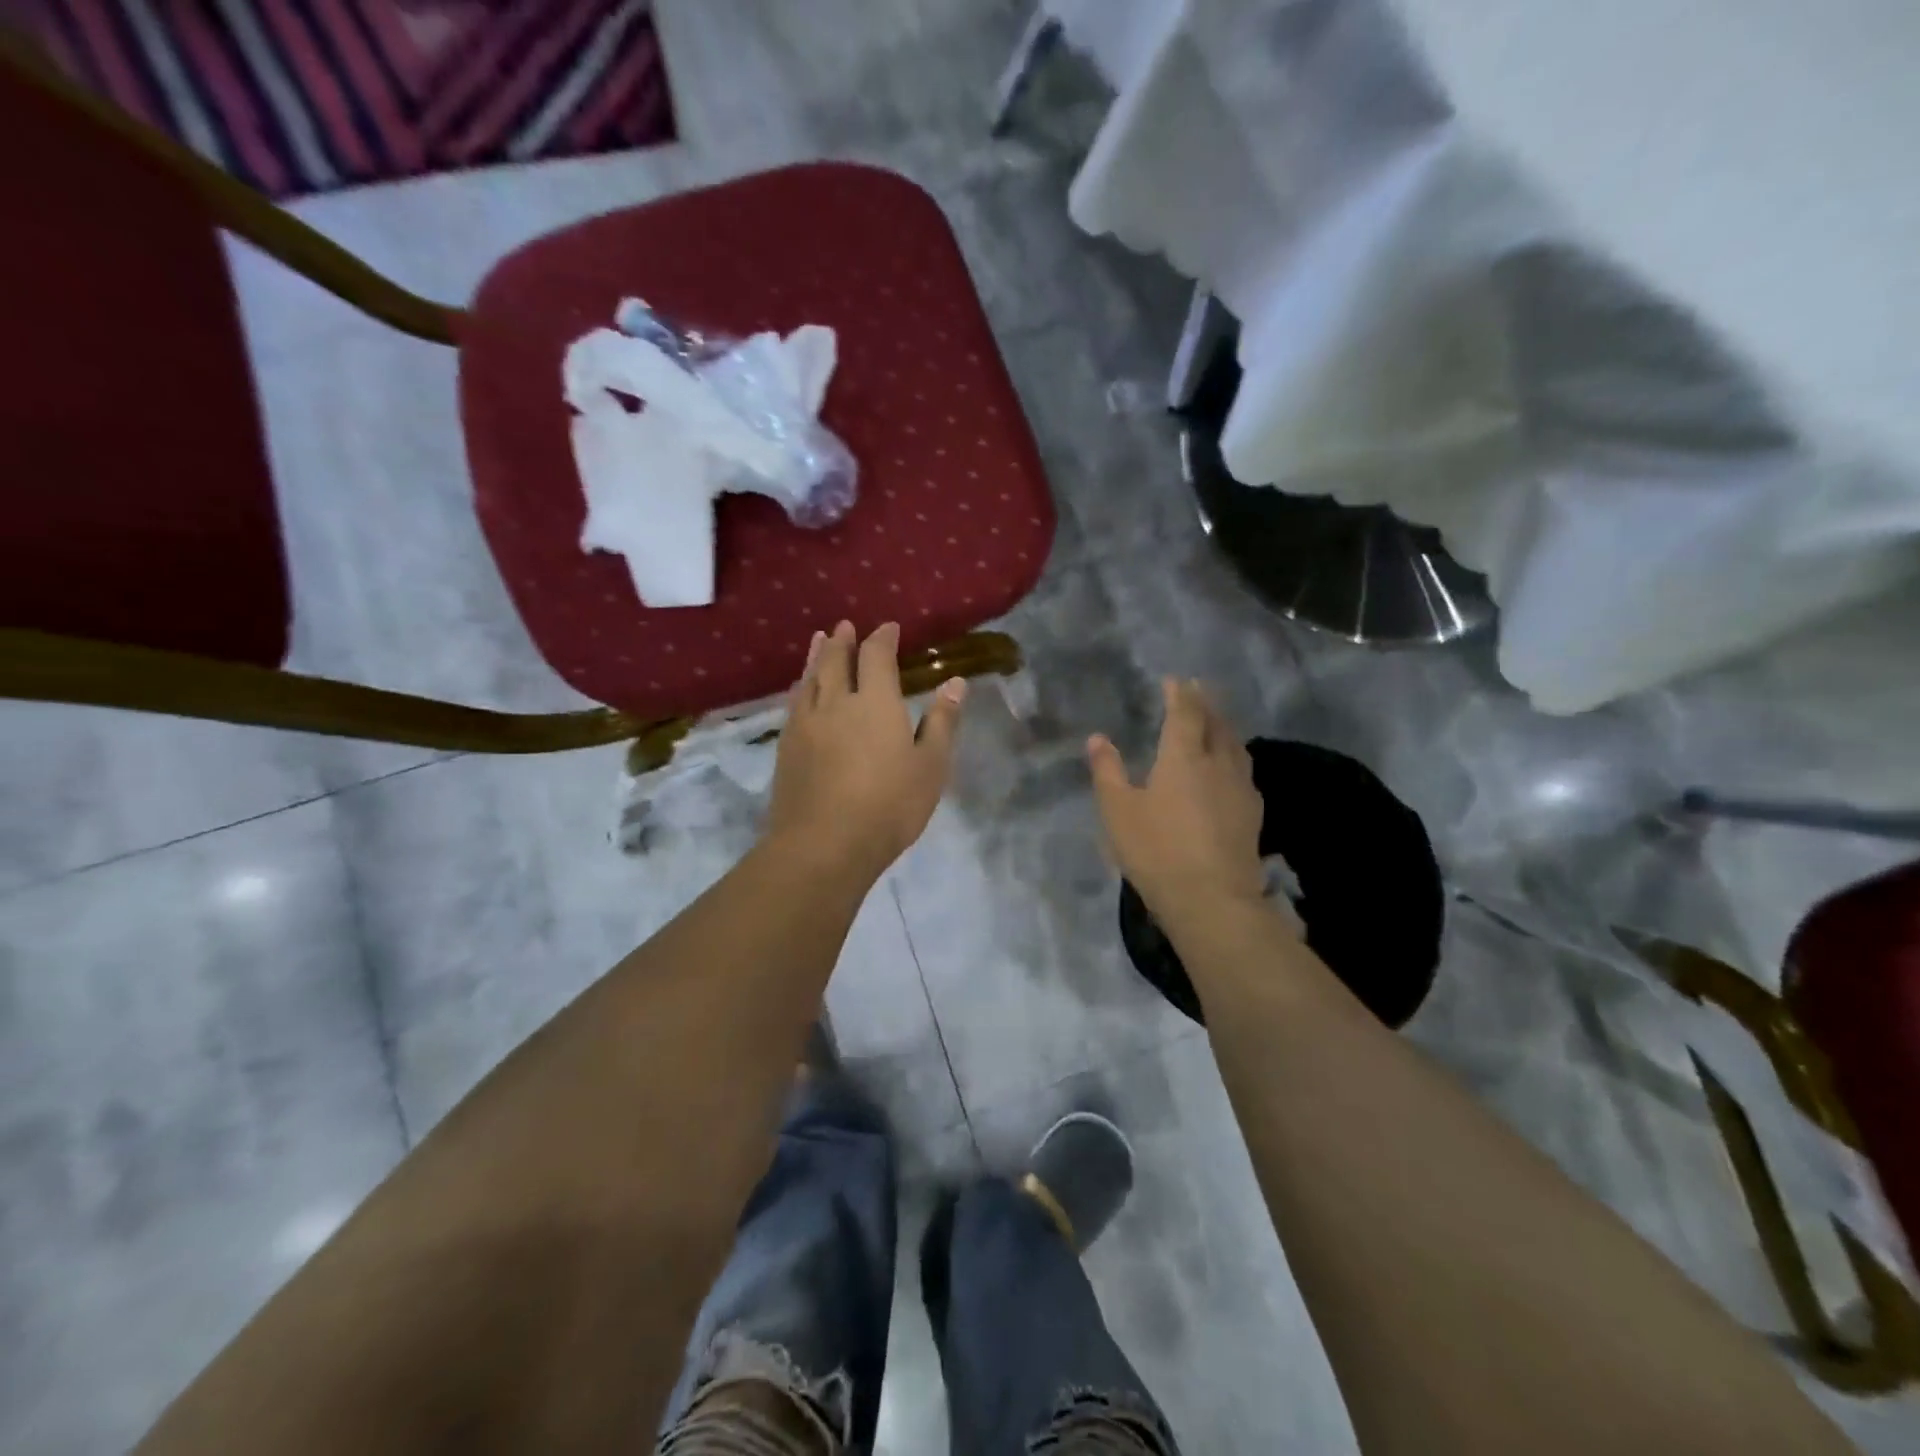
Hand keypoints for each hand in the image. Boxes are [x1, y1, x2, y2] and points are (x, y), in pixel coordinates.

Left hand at [764, 621, 965, 882]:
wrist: (824, 844)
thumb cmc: (889, 805)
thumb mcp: (931, 766)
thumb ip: (942, 722)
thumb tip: (955, 683)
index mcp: (876, 702)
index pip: (877, 656)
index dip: (883, 638)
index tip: (888, 628)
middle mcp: (836, 702)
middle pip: (836, 660)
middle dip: (843, 641)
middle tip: (845, 626)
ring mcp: (806, 723)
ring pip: (810, 678)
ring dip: (816, 655)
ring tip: (819, 640)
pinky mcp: (787, 746)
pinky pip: (794, 703)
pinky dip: (800, 686)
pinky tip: (800, 688)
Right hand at [1088, 678, 1269, 925]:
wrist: (1211, 899)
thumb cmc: (1157, 850)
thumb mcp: (1118, 810)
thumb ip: (1107, 771)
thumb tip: (1097, 738)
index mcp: (1183, 757)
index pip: (1185, 713)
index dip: (1180, 694)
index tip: (1176, 680)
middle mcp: (1217, 763)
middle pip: (1216, 724)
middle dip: (1206, 704)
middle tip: (1199, 690)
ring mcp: (1240, 788)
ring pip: (1235, 746)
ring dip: (1225, 727)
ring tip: (1217, 721)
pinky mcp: (1252, 814)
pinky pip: (1244, 771)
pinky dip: (1234, 756)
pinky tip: (1231, 769)